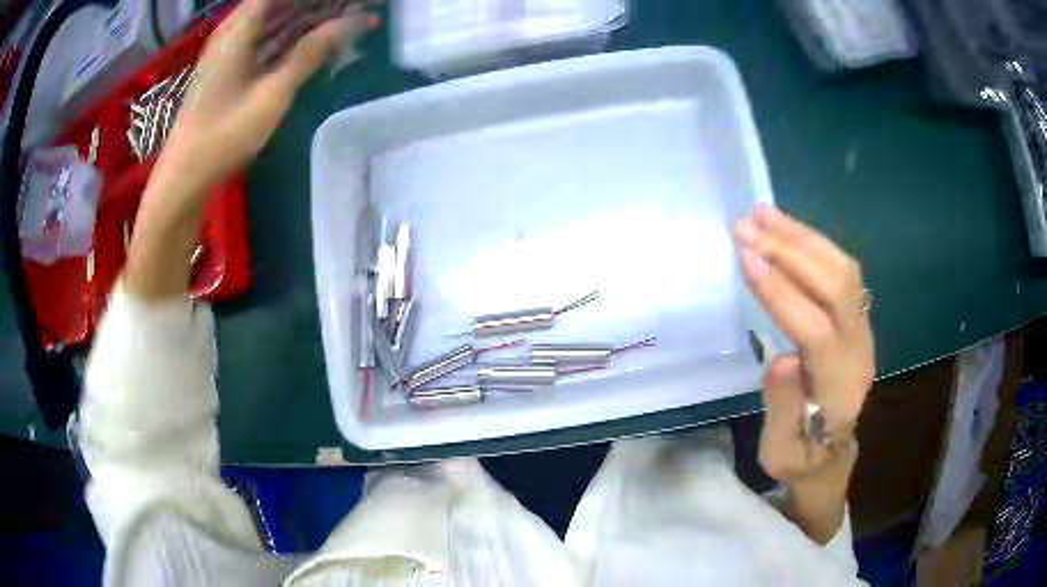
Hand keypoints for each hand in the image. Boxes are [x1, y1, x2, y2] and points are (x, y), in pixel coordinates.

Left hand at [156, 0, 376, 196]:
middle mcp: (234, 30)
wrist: (184, 176)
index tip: (347, 1)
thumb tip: (349, 23)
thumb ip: (309, 54)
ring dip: (308, 16)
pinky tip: (314, 41)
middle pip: (281, 2)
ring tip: (345, 20)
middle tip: (354, 9)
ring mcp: (229, 49)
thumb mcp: (272, 94)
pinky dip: (291, 35)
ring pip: (275, 18)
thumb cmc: (224, 135)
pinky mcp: (229, 66)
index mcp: (239, 28)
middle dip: (317, 3)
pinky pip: (266, 37)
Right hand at [735, 206, 874, 483]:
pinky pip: (842, 270)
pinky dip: (813, 243)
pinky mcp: (856, 317)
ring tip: (762, 214)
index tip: (746, 259)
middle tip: (747, 226)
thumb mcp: (781, 454)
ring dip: (802, 237)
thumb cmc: (800, 458)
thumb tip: (780, 358)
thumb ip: (784, 411)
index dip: (783, 293)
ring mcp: (862, 328)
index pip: (817, 330)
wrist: (832, 455)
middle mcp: (859, 349)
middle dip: (791, 251)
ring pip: (842, 269)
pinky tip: (786, 229)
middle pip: (836, 286)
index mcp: (839, 388)